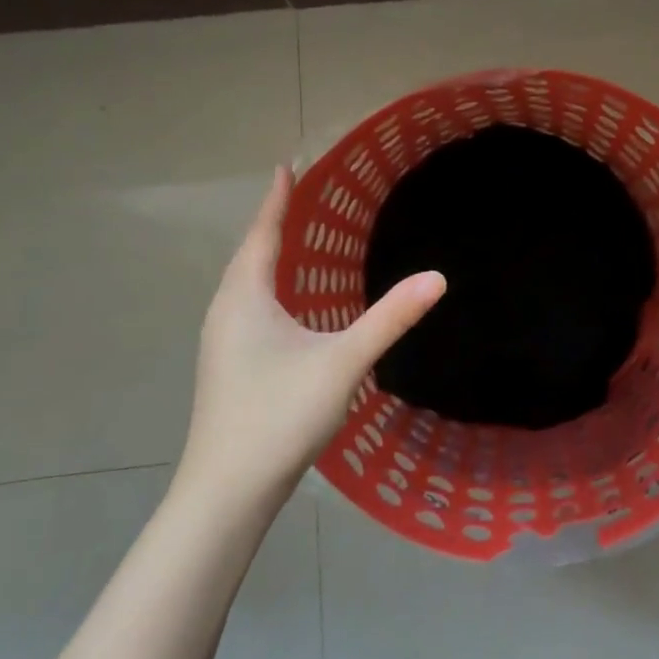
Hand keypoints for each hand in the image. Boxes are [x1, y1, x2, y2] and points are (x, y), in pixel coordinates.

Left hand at [179, 166, 444, 498]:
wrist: (227, 492)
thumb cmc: (278, 415)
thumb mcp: (343, 361)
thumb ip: (390, 318)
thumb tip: (437, 277)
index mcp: (245, 298)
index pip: (262, 234)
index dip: (276, 199)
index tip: (286, 166)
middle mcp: (225, 312)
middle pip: (249, 256)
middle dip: (272, 224)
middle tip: (298, 196)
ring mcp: (221, 343)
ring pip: (245, 285)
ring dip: (267, 257)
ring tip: (293, 241)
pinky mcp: (227, 367)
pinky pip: (247, 308)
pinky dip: (267, 288)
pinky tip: (287, 307)